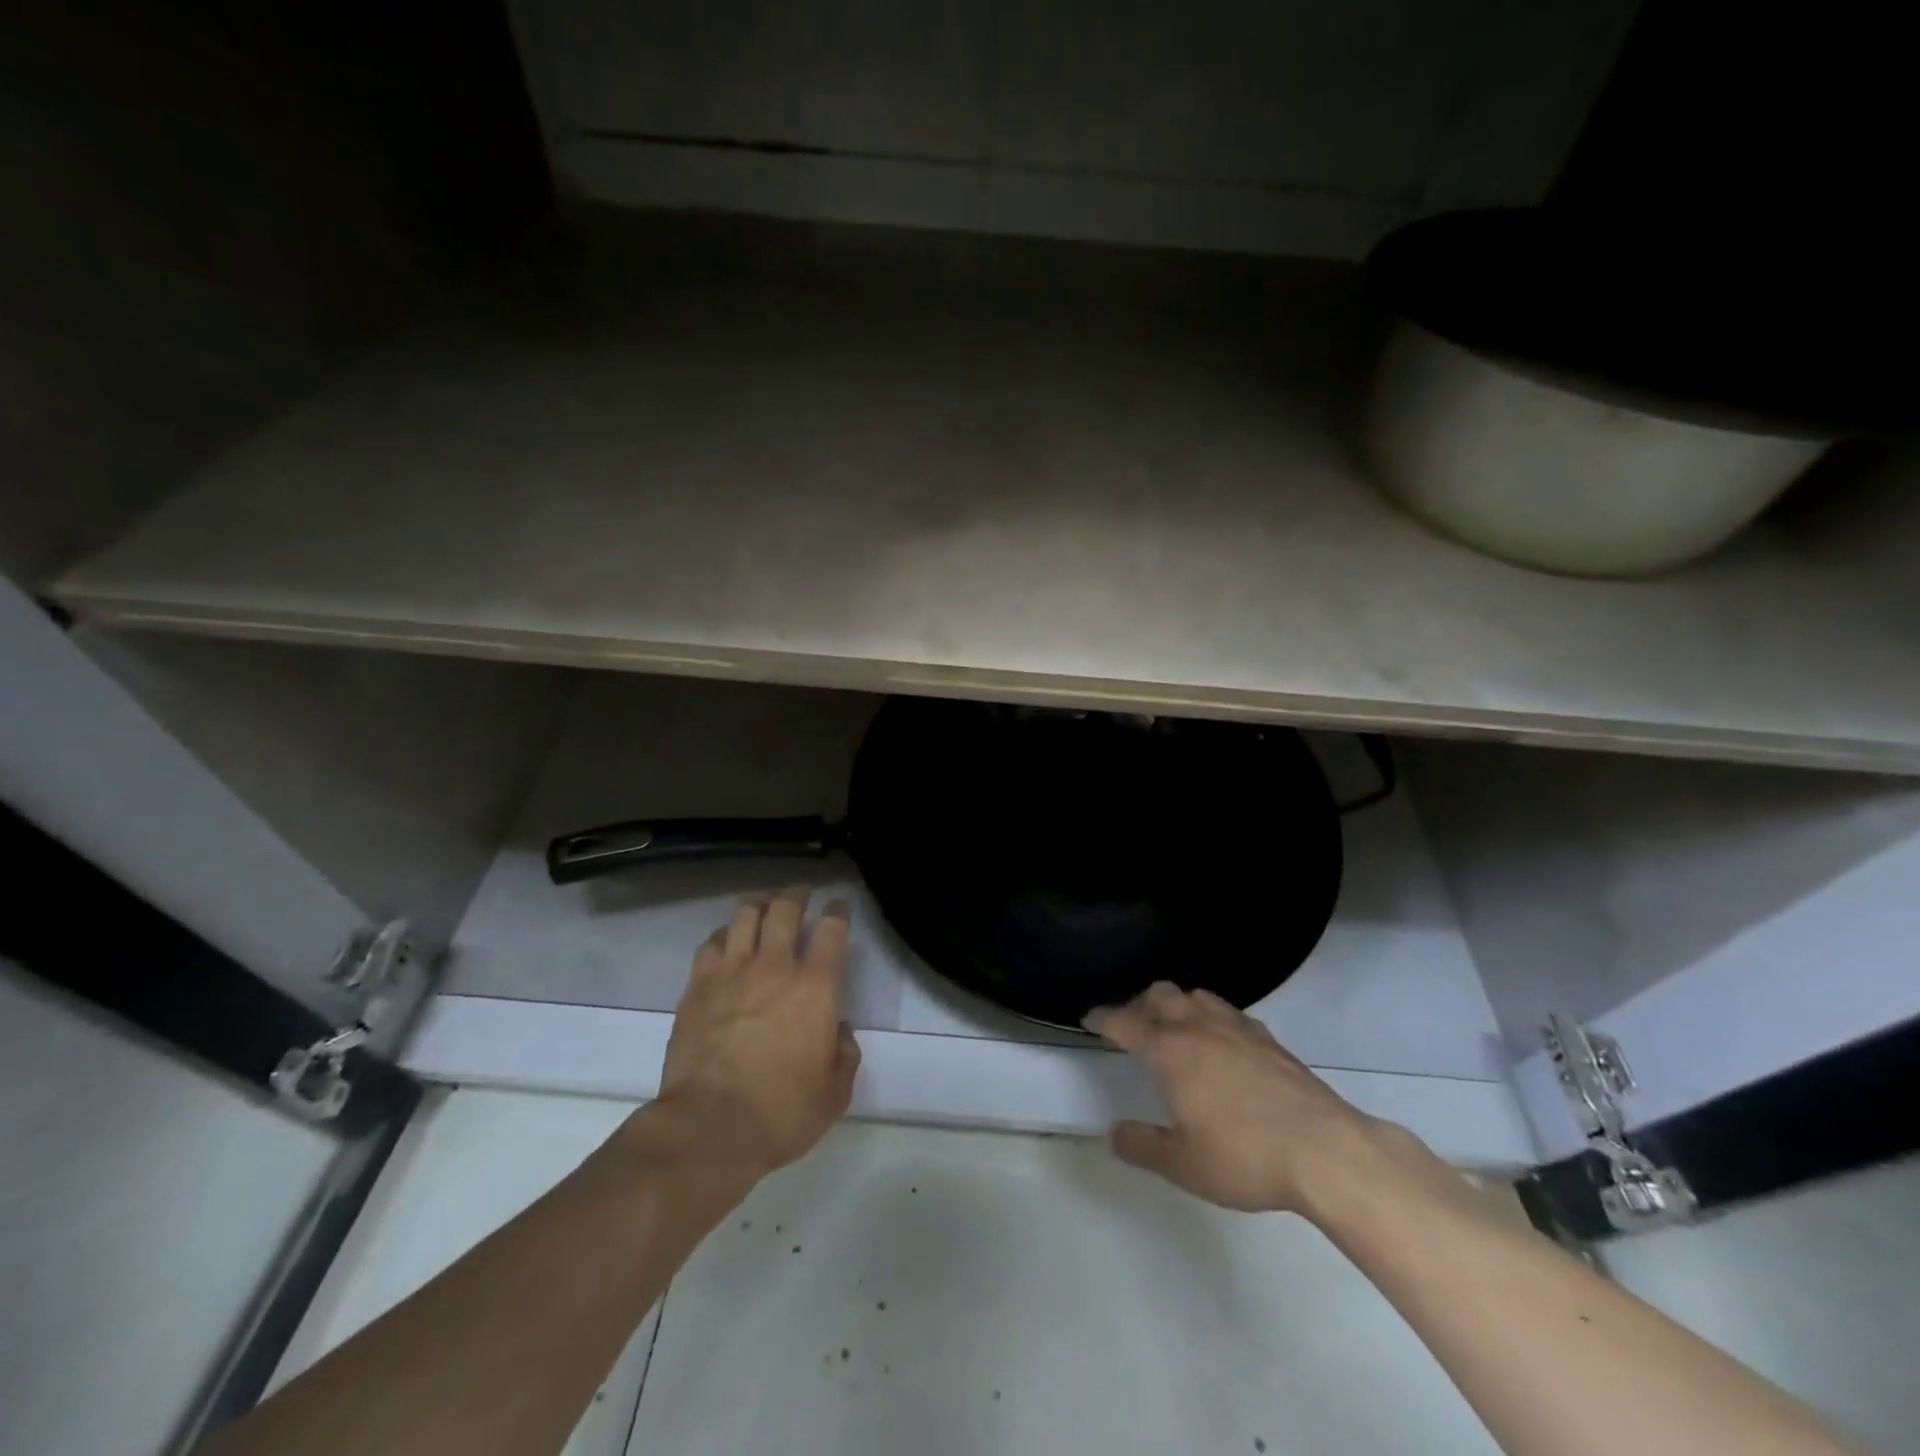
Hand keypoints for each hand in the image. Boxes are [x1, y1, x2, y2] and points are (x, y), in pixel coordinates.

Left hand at [652, 889, 860, 1176]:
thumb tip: (837, 1030)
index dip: (838, 911)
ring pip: (745, 915)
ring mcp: (732, 973)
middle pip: (786, 909)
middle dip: (796, 897)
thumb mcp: (835, 1091)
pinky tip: (727, 943)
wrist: (710, 1128)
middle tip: (799, 899)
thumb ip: (844, 1052)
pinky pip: (712, 943)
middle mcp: (776, 967)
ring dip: (759, 905)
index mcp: (817, 988)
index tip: (838, 908)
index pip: (832, 929)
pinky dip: (725, 935)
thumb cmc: (782, 1113)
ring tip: (763, 907)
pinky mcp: (698, 987)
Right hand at [1086, 982, 1415, 1216]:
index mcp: (1172, 1051)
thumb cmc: (1245, 1157)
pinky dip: (1213, 1018)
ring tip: (1174, 1027)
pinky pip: (1230, 1013)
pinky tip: (1222, 1042)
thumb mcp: (1183, 1164)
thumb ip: (1142, 1146)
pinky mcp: (1270, 1040)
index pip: (1126, 1023)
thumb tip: (1114, 1132)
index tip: (1089, 1018)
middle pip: (1161, 995)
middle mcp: (1200, 1028)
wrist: (1326, 1152)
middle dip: (1139, 1004)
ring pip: (1197, 997)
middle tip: (1132, 1025)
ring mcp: (1239, 1029)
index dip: (1103, 1018)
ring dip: (1177, 1004)